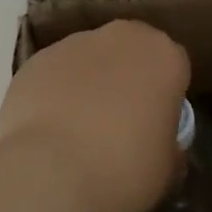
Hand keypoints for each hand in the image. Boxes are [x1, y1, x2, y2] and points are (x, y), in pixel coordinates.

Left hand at [0, 19, 191, 211]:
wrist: (48, 175)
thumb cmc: (123, 170)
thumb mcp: (166, 169)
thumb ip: (168, 144)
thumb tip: (162, 143)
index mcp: (163, 55)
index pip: (174, 65)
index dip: (166, 94)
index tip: (157, 123)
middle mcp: (120, 37)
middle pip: (130, 50)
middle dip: (127, 76)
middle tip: (120, 121)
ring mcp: (74, 43)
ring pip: (90, 58)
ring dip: (89, 81)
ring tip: (78, 130)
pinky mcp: (36, 59)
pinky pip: (55, 73)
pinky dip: (55, 92)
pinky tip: (49, 130)